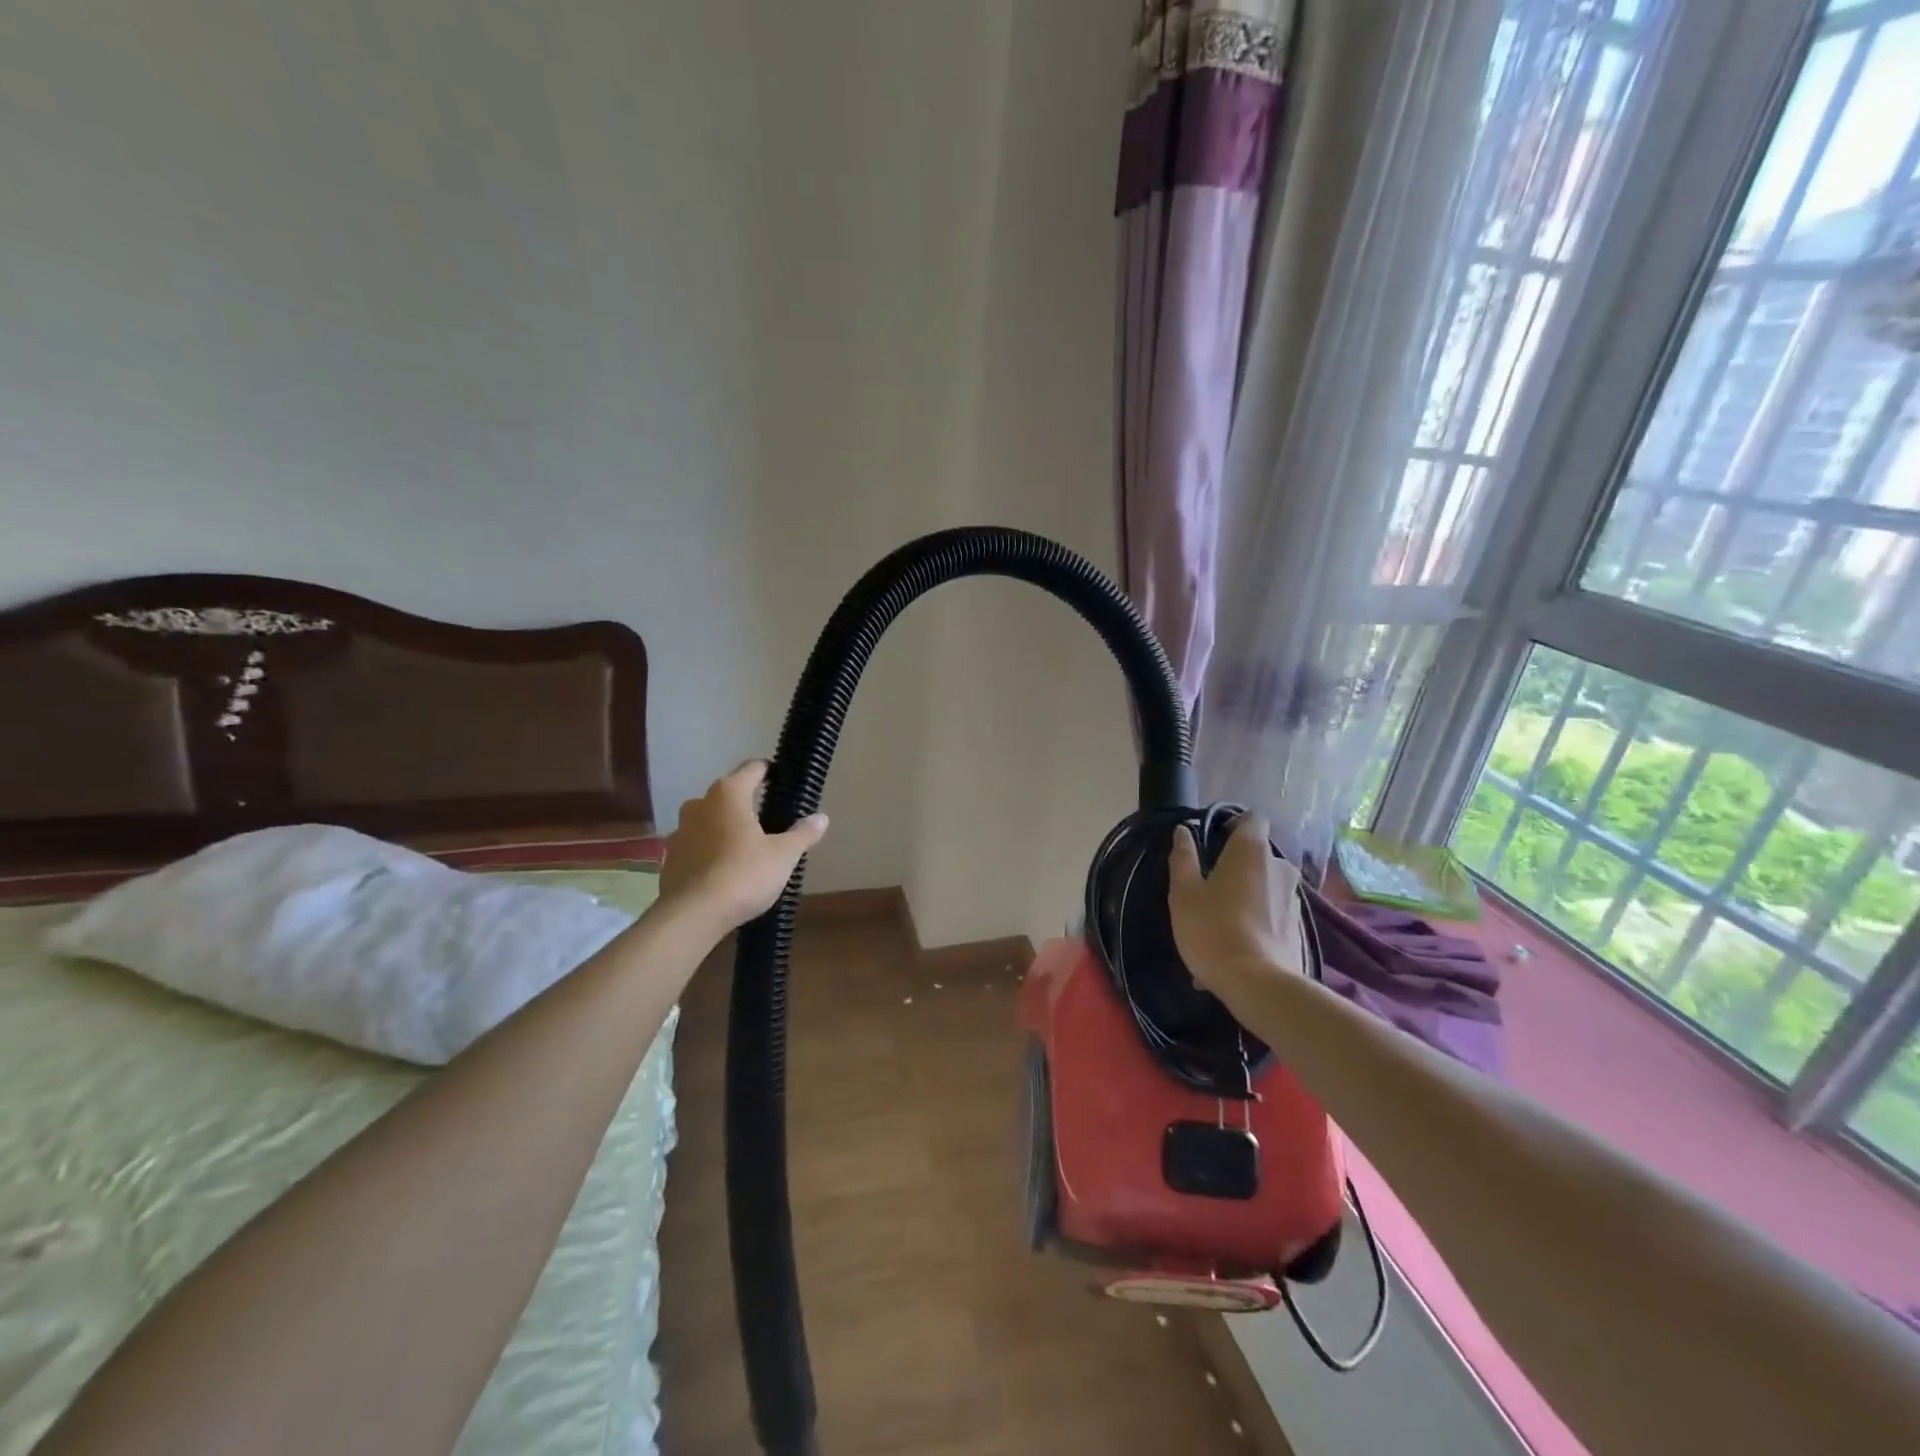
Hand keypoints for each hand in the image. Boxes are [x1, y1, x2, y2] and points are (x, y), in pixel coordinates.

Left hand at [658, 761, 828, 931]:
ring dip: (725, 828)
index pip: (752, 769)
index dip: (769, 772)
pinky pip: (696, 846)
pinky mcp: (670, 859)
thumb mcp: (784, 855)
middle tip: (770, 821)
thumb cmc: (744, 874)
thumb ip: (802, 834)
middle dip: (747, 804)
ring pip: (709, 821)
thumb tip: (822, 818)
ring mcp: (679, 831)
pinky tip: (724, 871)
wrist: (693, 915)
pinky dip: (710, 852)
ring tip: (747, 848)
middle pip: (728, 795)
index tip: (782, 781)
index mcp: (728, 794)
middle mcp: (699, 804)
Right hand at [1168, 814, 1306, 993]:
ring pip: (1264, 885)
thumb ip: (1183, 858)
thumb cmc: (1213, 929)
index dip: (1232, 824)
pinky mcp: (1299, 926)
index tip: (1212, 841)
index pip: (1252, 818)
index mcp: (1251, 850)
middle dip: (1235, 865)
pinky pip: (1271, 912)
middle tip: (1209, 887)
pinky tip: (1235, 945)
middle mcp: (1280, 866)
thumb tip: (1183, 831)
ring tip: (1220, 922)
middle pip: (1257, 854)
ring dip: (1245, 895)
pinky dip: (1255, 920)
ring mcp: (1293, 897)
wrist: (1258, 985)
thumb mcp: (1184, 893)